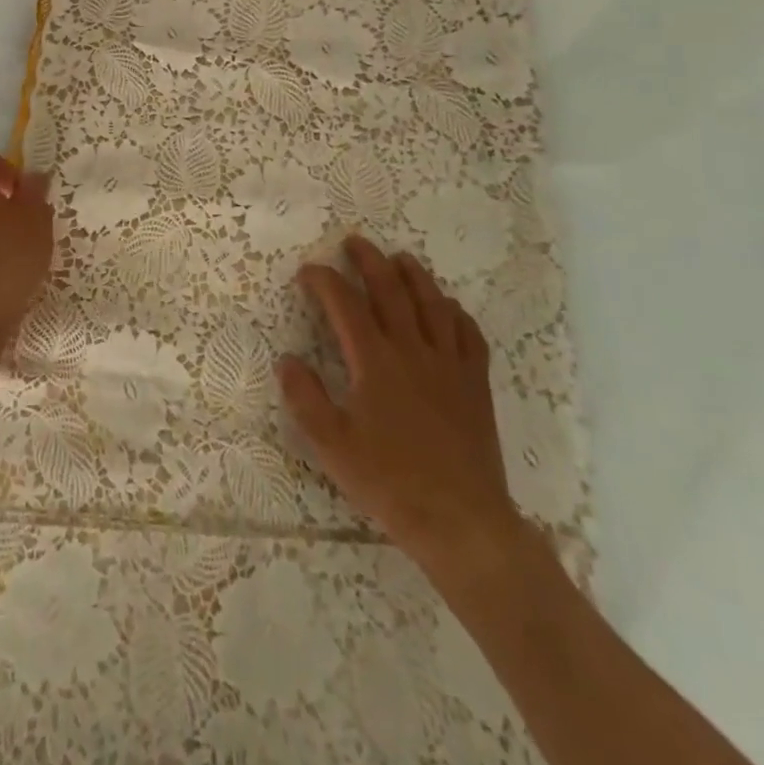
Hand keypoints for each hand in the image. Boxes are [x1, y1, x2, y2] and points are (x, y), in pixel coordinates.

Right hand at [279, 236, 529, 586]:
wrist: (461, 522)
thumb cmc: (389, 482)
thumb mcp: (331, 445)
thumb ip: (305, 397)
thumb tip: (287, 359)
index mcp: (375, 362)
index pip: (345, 304)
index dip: (324, 281)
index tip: (308, 271)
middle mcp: (412, 351)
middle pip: (391, 291)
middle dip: (370, 261)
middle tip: (354, 243)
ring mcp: (449, 365)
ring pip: (433, 304)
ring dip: (414, 276)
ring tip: (401, 258)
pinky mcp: (476, 384)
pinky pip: (468, 335)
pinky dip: (456, 313)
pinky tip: (448, 308)